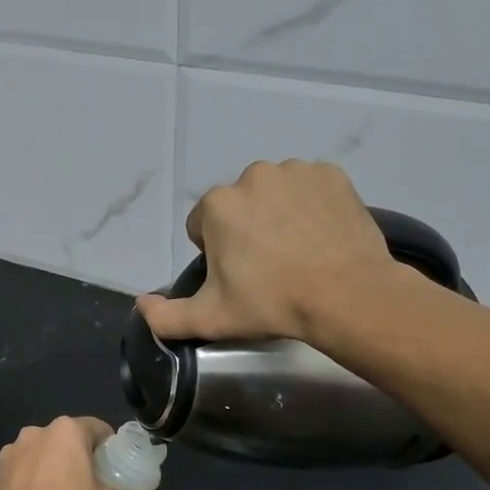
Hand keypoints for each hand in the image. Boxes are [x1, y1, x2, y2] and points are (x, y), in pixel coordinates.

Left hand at [0, 417, 154, 489]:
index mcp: (66, 432)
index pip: (95, 427)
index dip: (107, 443)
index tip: (112, 462)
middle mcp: (36, 433)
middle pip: (64, 439)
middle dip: (75, 455)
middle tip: (88, 480)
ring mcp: (10, 454)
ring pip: (38, 454)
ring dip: (49, 467)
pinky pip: (19, 474)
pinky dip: (28, 483)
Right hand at [137, 159, 396, 343]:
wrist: (348, 296)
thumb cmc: (273, 304)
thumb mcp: (211, 319)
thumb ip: (166, 316)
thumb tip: (141, 304)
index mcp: (218, 205)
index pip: (203, 226)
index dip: (217, 253)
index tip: (240, 276)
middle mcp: (253, 176)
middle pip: (239, 205)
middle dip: (247, 229)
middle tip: (270, 267)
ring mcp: (296, 171)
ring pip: (275, 193)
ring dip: (279, 214)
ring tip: (299, 251)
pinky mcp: (331, 174)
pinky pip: (310, 187)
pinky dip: (312, 205)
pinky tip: (321, 235)